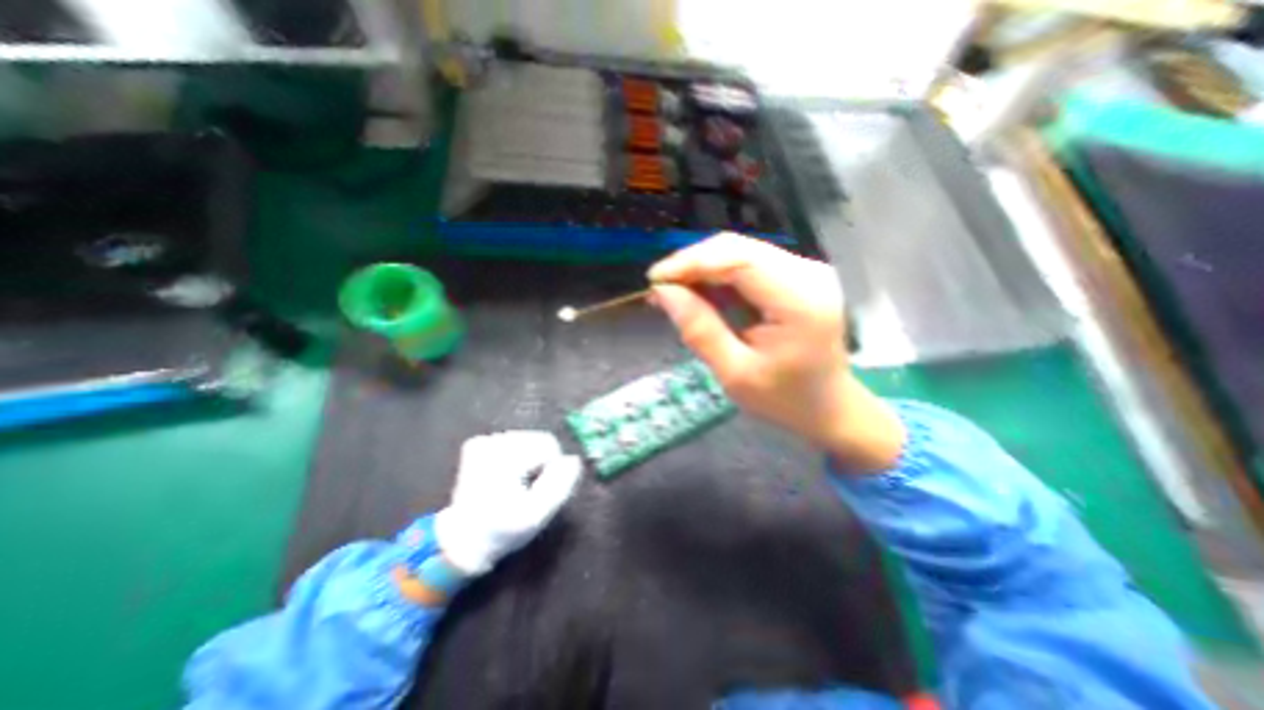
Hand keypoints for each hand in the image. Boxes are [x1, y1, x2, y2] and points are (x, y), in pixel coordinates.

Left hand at [436, 432, 582, 577]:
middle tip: (528, 490)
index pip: (548, 444)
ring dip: (529, 461)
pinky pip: (513, 443)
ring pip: (527, 440)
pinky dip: (515, 458)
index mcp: (503, 458)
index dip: (551, 468)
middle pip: (538, 439)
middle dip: (540, 463)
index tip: (537, 491)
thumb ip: (559, 486)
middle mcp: (490, 442)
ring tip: (515, 486)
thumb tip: (573, 460)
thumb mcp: (537, 515)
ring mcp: (482, 442)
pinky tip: (505, 478)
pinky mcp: (478, 445)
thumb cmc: (503, 531)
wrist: (464, 540)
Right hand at [645, 233, 903, 474]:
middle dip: (692, 264)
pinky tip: (699, 293)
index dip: (691, 263)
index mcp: (800, 301)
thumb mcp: (734, 374)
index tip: (655, 280)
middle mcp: (808, 273)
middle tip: (660, 289)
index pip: (738, 260)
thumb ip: (699, 330)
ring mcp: (805, 270)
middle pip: (737, 249)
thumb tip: (663, 292)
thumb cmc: (784, 400)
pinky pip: (747, 264)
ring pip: (739, 252)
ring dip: (702, 269)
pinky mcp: (797, 275)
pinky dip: (718, 276)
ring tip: (673, 293)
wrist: (829, 406)